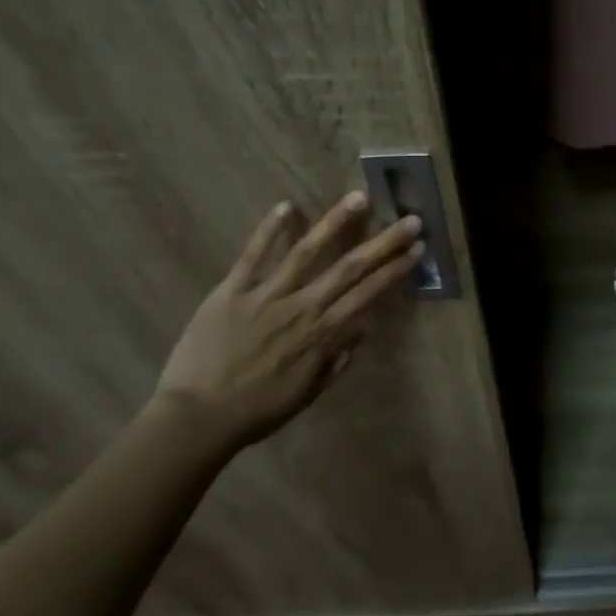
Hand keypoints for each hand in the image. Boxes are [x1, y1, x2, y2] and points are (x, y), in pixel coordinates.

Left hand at [154, 194, 423, 449]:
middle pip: (349, 268)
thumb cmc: (257, 410)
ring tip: (358, 198)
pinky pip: (252, 256)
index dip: (395, 270)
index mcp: (322, 335)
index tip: (417, 250)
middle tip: (410, 220)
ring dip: (335, 223)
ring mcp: (265, 296)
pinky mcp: (231, 292)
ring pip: (306, 252)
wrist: (198, 417)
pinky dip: (269, 230)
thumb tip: (361, 331)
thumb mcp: (307, 393)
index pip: (368, 294)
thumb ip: (336, 361)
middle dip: (383, 242)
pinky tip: (287, 206)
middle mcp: (302, 308)